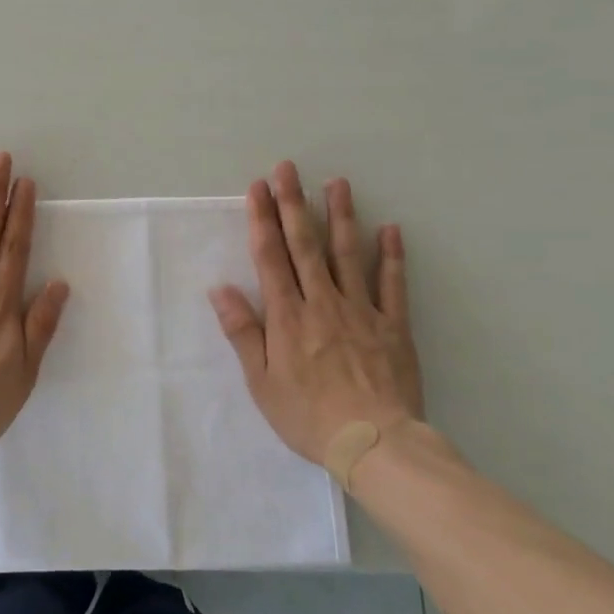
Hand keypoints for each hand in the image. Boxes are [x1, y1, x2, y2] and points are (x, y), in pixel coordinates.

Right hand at [209, 161, 422, 467]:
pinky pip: (392, 285)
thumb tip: (220, 289)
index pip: (270, 257)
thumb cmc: (307, 416)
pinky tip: (390, 229)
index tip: (258, 188)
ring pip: (347, 254)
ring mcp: (361, 310)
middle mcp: (322, 302)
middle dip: (293, 203)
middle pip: (305, 245)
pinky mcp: (393, 326)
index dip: (262, 219)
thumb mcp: (261, 381)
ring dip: (340, 216)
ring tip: (336, 182)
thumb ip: (243, 332)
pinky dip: (391, 256)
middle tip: (288, 168)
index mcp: (287, 316)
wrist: (374, 444)